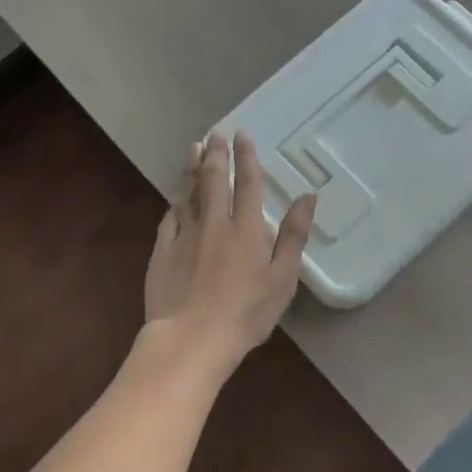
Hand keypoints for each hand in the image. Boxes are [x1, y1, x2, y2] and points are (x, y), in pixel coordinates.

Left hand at [141, 131, 316, 378]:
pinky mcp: (162, 251)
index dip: (246, 156)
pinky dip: (174, 203)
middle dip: (215, 153)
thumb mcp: (283, 277)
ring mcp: (185, 235)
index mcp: (247, 228)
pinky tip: (175, 197)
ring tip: (193, 149)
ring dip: (192, 169)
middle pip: (214, 179)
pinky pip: (169, 219)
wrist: (192, 338)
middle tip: (214, 134)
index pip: (248, 183)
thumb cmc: (247, 312)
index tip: (241, 134)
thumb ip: (294, 235)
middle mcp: (215, 223)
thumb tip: (309, 196)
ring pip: (188, 193)